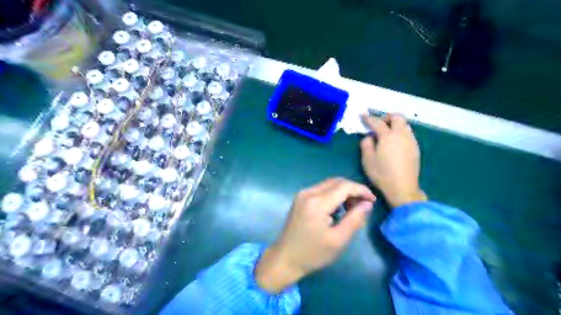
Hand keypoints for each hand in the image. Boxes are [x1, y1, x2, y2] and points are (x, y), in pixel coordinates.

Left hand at [256, 179, 376, 290]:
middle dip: (353, 190)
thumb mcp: (338, 240)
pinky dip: (334, 194)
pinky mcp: (300, 198)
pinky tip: (338, 208)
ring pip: (329, 184)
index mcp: (317, 203)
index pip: (344, 186)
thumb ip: (355, 219)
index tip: (373, 200)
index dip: (361, 190)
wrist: (285, 258)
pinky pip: (321, 189)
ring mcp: (302, 194)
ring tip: (352, 209)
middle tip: (364, 205)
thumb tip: (367, 204)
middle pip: (337, 181)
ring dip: (344, 192)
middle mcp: (308, 192)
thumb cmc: (312, 253)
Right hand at [360, 114, 425, 207]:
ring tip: (387, 133)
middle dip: (387, 117)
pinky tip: (395, 143)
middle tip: (379, 124)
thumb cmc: (382, 174)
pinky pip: (408, 133)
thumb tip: (369, 137)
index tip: (363, 115)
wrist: (402, 188)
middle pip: (397, 117)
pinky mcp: (415, 149)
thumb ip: (366, 144)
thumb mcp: (367, 160)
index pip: (377, 122)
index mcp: (388, 136)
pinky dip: (401, 132)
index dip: (369, 118)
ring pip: (405, 125)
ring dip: (395, 124)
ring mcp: (411, 141)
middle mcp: (402, 135)